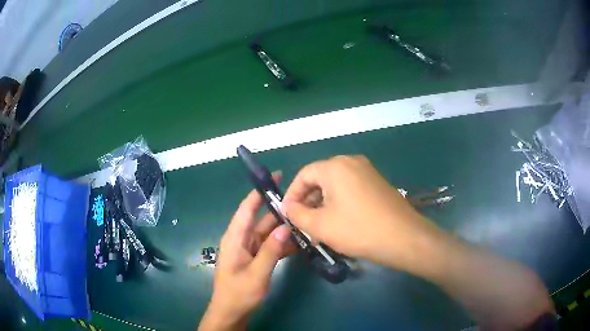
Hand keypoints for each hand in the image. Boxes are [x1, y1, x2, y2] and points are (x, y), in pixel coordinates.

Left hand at [199, 172, 295, 330]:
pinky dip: (283, 243)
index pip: (246, 208)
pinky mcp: (255, 258)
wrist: (231, 313)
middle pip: (261, 219)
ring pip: (268, 233)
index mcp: (235, 238)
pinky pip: (270, 245)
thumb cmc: (239, 294)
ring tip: (305, 219)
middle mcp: (241, 240)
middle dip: (279, 209)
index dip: (259, 191)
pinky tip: (299, 241)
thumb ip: (271, 251)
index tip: (276, 176)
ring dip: (284, 227)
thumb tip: (286, 227)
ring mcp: (249, 250)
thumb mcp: (256, 273)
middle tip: (302, 200)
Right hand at [283, 156, 442, 271]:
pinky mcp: (377, 183)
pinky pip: (351, 189)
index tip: (287, 213)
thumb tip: (287, 207)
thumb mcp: (320, 226)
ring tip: (319, 228)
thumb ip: (297, 214)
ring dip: (323, 204)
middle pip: (320, 179)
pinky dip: (339, 203)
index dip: (292, 194)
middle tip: (303, 224)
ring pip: (336, 186)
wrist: (403, 238)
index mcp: (335, 167)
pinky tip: (339, 223)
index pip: (304, 175)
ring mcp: (367, 171)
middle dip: (308, 202)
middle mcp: (351, 162)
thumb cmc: (358, 230)